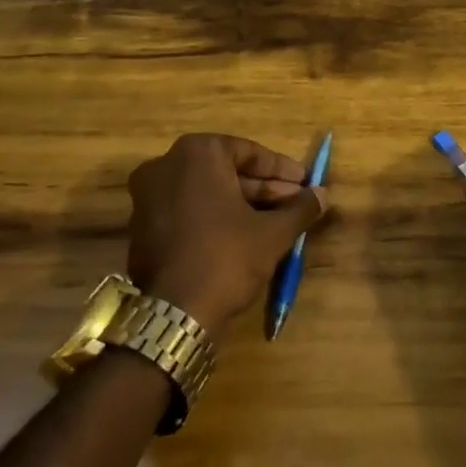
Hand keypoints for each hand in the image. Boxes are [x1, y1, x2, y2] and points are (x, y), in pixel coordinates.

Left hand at [124, 134, 327, 334]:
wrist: (175, 314)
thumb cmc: (227, 257)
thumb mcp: (273, 232)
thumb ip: (300, 208)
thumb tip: (322, 194)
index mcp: (197, 153)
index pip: (249, 152)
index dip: (282, 170)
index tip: (305, 183)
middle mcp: (166, 165)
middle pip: (226, 171)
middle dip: (264, 188)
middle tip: (295, 203)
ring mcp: (148, 196)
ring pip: (208, 192)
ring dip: (242, 204)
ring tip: (277, 221)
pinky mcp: (142, 226)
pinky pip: (188, 211)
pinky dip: (215, 217)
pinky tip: (245, 236)